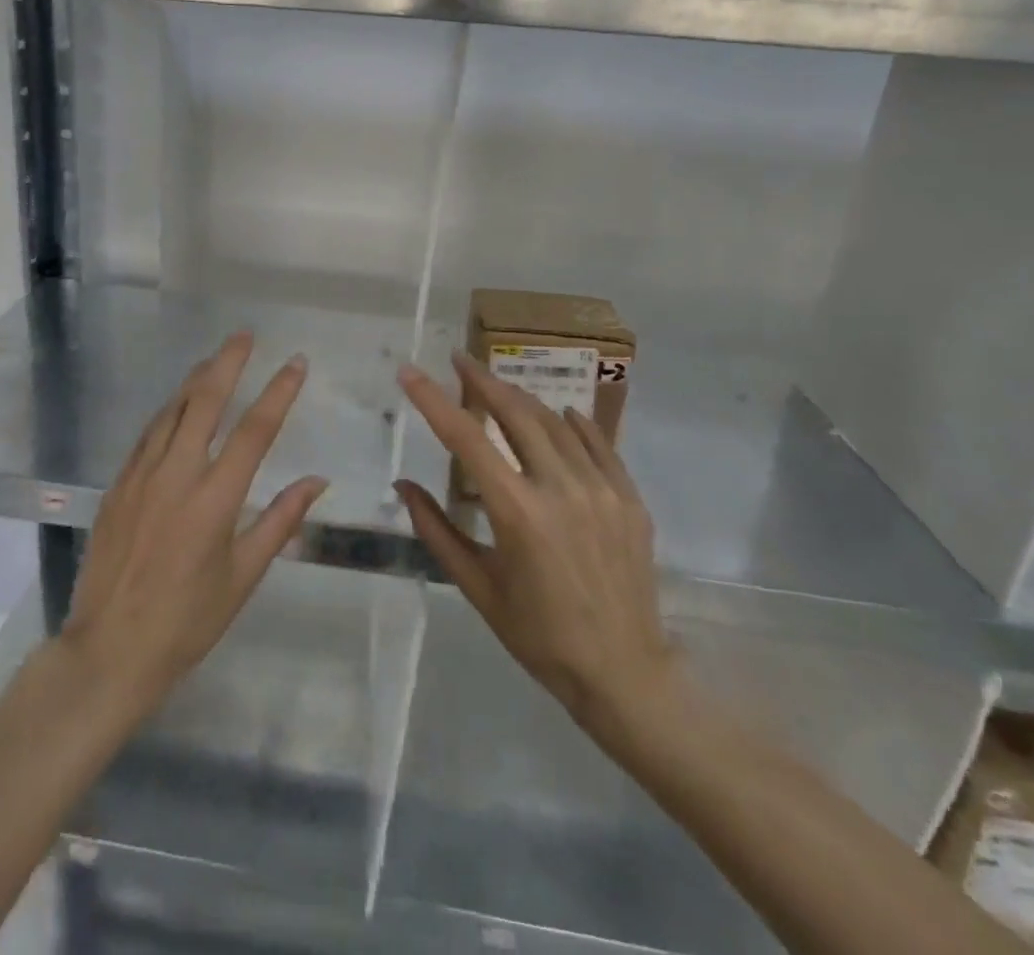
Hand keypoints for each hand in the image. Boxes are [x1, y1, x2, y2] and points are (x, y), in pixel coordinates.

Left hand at [60, 331, 326, 712]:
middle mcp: (177, 475)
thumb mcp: (243, 576)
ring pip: (171, 411)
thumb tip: (316, 481)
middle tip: (244, 335)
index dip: (279, 392)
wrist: (109, 649)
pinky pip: (147, 435)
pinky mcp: (118, 486)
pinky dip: (167, 412)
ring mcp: (141, 477)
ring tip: (214, 359)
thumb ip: (280, 521)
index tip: (296, 363)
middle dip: (227, 363)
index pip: (255, 431)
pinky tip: (176, 405)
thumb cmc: (187, 621)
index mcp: (215, 500)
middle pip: (205, 402)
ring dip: (195, 380)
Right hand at [394, 353, 683, 744]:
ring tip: (499, 386)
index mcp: (517, 511)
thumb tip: (404, 484)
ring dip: (522, 398)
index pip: (466, 437)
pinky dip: (574, 424)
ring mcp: (601, 489)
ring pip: (555, 422)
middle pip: (516, 412)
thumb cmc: (539, 635)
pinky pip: (598, 444)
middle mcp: (560, 488)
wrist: (624, 673)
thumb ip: (436, 530)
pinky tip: (560, 414)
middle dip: (482, 379)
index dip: (433, 400)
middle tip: (459, 359)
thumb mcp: (477, 588)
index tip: (410, 372)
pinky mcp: (629, 498)